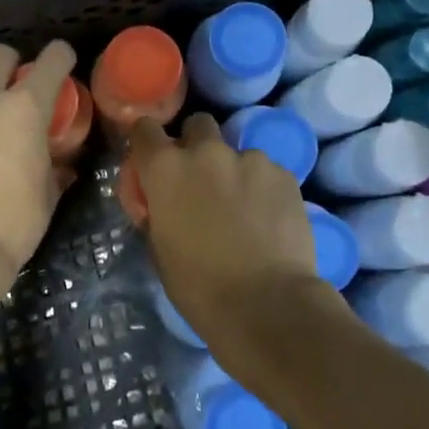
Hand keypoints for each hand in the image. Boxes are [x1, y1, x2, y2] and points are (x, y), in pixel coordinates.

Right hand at [127, 113, 322, 343]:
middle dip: (195, 145)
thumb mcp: (160, 250)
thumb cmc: (200, 286)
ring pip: (236, 152)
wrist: (266, 302)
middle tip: (201, 180)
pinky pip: (266, 172)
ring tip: (243, 209)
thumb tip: (161, 205)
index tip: (151, 158)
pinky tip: (268, 219)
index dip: (146, 141)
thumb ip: (158, 214)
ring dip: (233, 171)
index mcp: (166, 170)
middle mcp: (207, 152)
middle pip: (197, 125)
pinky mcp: (285, 174)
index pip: (144, 130)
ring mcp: (250, 159)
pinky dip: (262, 188)